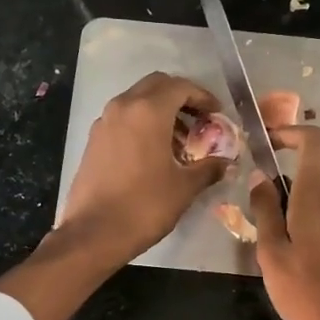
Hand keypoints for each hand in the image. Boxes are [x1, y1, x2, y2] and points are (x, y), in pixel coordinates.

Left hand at [58, 72, 228, 263]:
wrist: (94, 234)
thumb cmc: (145, 206)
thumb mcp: (184, 188)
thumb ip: (209, 168)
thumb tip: (226, 162)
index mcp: (148, 111)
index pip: (181, 87)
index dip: (203, 97)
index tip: (216, 114)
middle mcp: (123, 107)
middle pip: (156, 86)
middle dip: (181, 98)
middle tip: (199, 121)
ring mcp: (104, 122)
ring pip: (137, 101)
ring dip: (160, 111)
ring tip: (180, 140)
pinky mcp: (94, 140)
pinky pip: (123, 119)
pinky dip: (142, 124)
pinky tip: (154, 152)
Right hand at [249, 125, 319, 319]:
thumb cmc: (305, 293)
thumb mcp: (272, 254)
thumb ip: (264, 212)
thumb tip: (259, 177)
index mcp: (315, 200)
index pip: (311, 144)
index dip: (290, 133)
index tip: (267, 142)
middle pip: (305, 182)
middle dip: (279, 197)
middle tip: (259, 233)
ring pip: (313, 207)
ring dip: (292, 220)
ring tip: (277, 259)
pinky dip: (307, 234)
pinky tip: (299, 269)